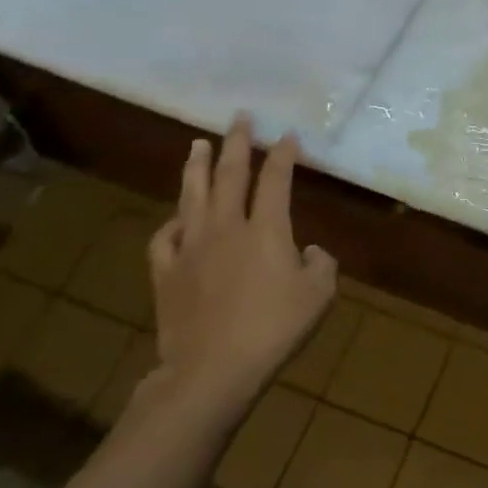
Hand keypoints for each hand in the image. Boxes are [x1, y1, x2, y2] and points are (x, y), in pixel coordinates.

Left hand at [147, 114, 336, 411]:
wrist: (211, 370)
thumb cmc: (274, 330)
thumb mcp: (319, 296)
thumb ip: (321, 264)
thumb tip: (308, 251)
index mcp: (267, 230)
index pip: (276, 179)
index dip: (283, 154)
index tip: (287, 135)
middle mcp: (227, 227)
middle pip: (231, 174)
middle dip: (238, 143)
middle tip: (239, 118)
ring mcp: (192, 247)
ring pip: (193, 195)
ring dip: (197, 167)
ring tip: (198, 144)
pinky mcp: (166, 272)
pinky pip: (165, 237)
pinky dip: (172, 222)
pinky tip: (177, 219)